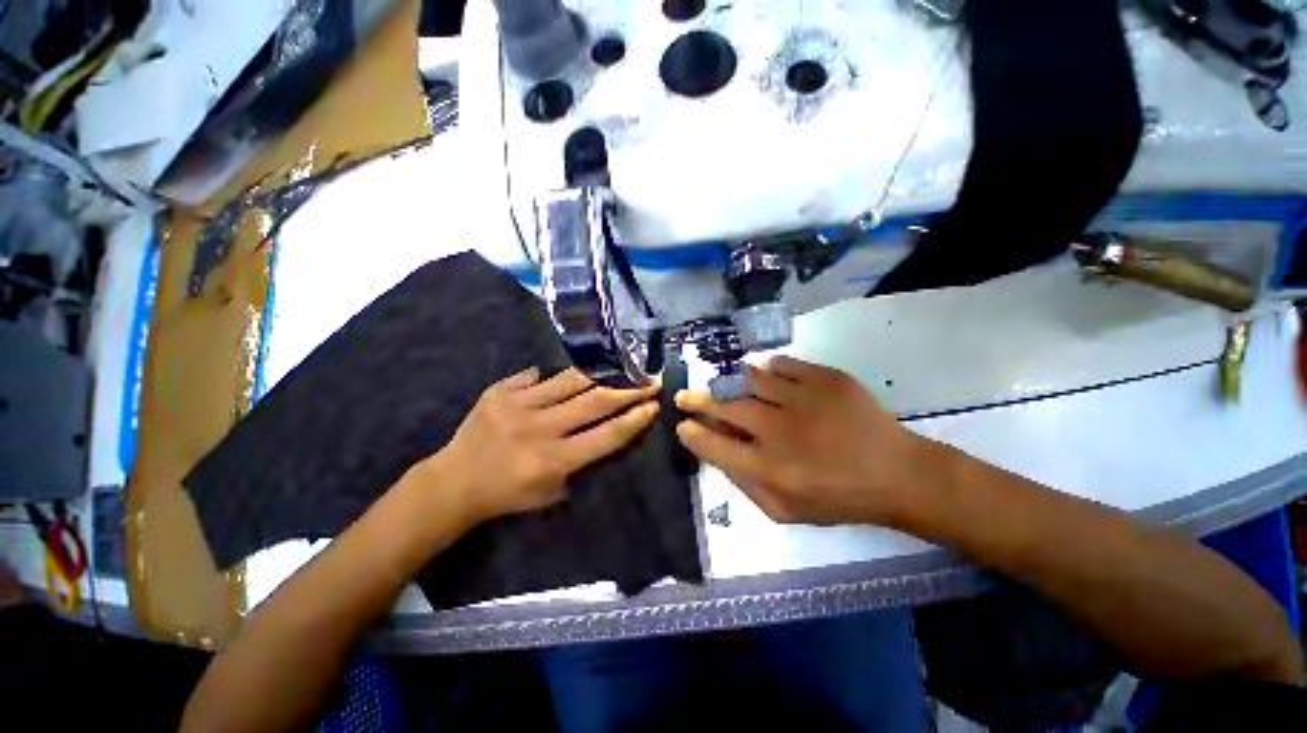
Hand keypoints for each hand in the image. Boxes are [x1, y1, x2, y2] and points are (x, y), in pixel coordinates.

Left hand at [437, 367, 659, 521]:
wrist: (455, 482)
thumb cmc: (509, 494)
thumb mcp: (552, 492)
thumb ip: (583, 463)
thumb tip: (611, 429)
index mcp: (554, 461)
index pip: (607, 435)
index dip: (635, 419)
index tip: (654, 405)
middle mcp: (540, 429)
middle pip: (596, 402)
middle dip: (629, 390)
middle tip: (649, 380)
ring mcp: (518, 405)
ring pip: (572, 380)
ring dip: (603, 374)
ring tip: (622, 368)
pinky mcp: (501, 390)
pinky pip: (540, 374)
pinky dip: (560, 375)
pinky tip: (573, 374)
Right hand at [675, 356, 936, 525]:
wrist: (898, 474)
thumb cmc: (839, 498)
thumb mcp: (785, 511)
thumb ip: (745, 485)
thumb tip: (717, 453)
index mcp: (770, 469)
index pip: (714, 446)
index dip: (692, 433)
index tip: (682, 425)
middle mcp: (780, 431)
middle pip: (725, 406)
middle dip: (696, 400)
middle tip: (684, 397)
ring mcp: (804, 400)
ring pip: (750, 379)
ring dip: (730, 382)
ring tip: (724, 385)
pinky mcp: (827, 379)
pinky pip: (783, 365)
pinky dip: (769, 369)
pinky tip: (768, 377)